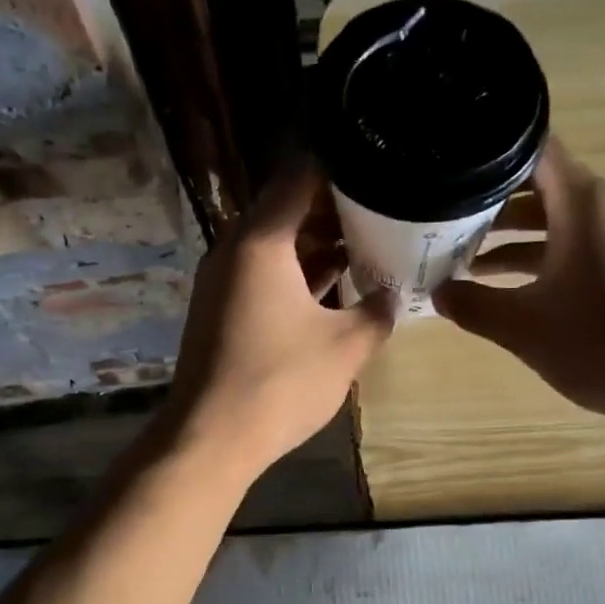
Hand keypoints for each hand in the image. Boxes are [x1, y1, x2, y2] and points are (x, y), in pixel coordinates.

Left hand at [162, 163, 394, 480]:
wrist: (211, 438)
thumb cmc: (281, 383)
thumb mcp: (346, 347)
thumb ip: (378, 312)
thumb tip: (393, 295)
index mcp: (260, 241)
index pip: (299, 176)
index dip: (339, 166)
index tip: (376, 165)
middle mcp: (234, 250)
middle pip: (286, 209)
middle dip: (334, 208)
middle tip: (382, 208)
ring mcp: (222, 282)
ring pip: (275, 245)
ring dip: (316, 245)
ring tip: (366, 244)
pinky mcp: (220, 310)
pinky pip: (263, 275)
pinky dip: (296, 274)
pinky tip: (334, 288)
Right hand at [433, 138, 604, 424]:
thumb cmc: (600, 344)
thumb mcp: (523, 328)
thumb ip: (473, 305)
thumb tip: (438, 293)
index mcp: (584, 204)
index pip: (533, 150)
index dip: (489, 157)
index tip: (453, 171)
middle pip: (544, 186)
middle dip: (494, 205)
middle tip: (448, 223)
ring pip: (563, 219)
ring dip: (519, 236)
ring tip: (471, 259)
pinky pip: (585, 242)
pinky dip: (549, 254)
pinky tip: (517, 286)